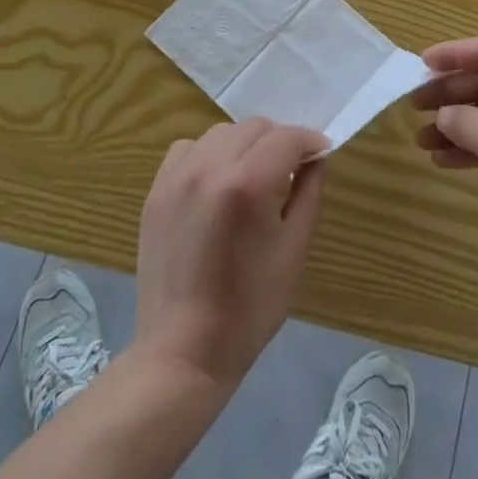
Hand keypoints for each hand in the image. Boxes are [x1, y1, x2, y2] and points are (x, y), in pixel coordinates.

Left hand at [134, 118, 327, 394]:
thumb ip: (309, 192)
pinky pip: (188, 149)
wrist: (183, 350)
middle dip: (279, 142)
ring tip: (251, 177)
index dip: (310, 142)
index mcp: (248, 184)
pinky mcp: (156, 190)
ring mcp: (177, 177)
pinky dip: (208, 155)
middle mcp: (210, 168)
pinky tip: (216, 184)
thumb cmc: (250, 307)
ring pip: (222, 133)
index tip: (321, 155)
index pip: (287, 137)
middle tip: (289, 171)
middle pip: (255, 127)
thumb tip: (315, 158)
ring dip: (244, 145)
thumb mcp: (295, 250)